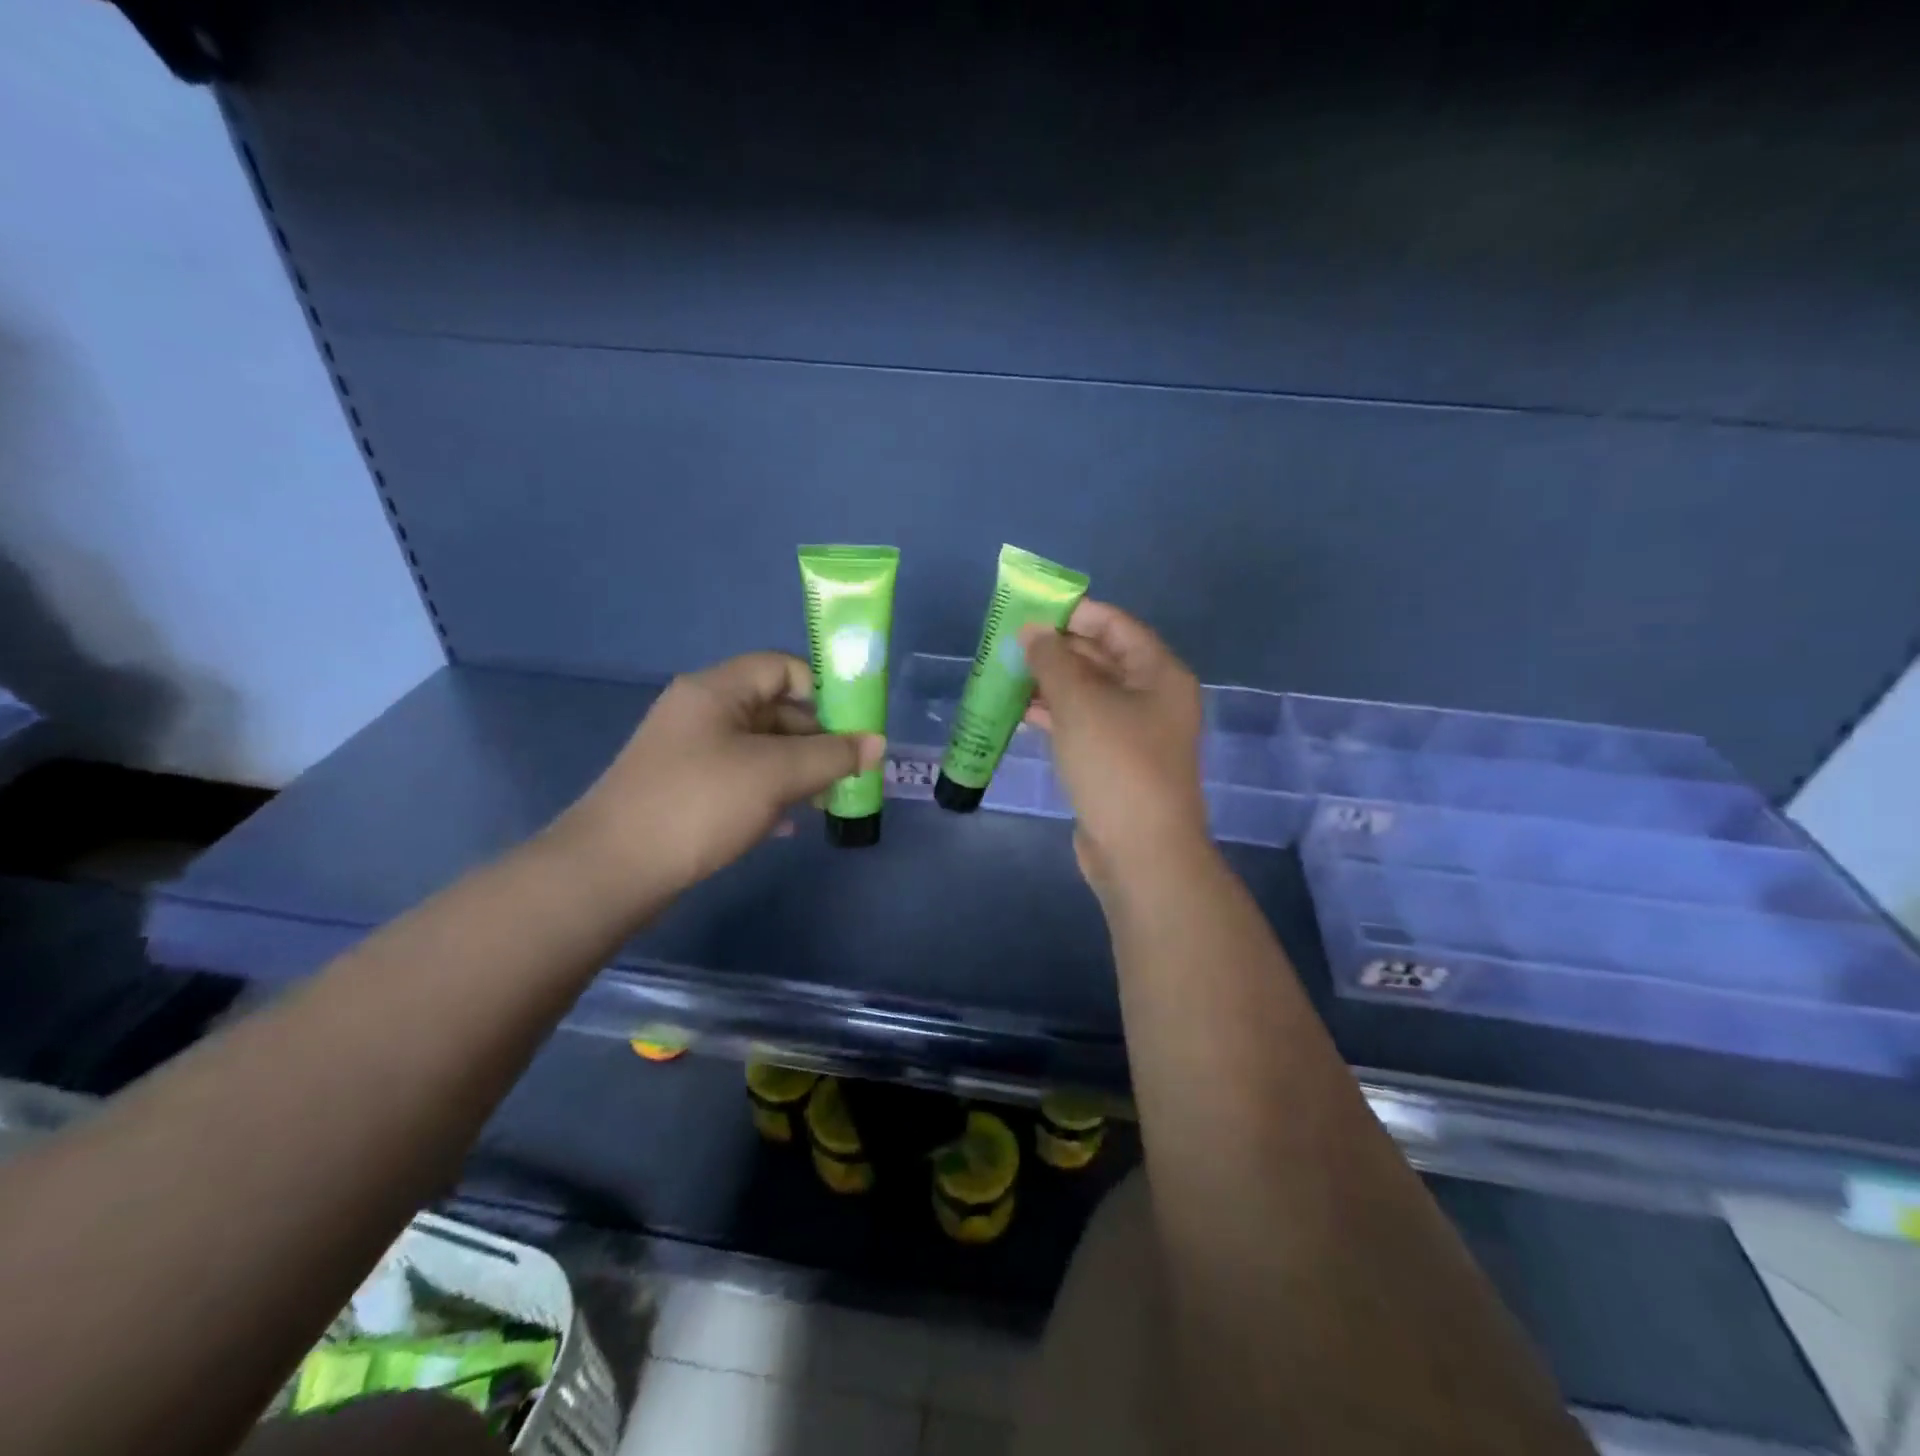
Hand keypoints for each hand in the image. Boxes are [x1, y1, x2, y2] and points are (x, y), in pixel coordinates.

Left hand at [557, 652, 884, 907]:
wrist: (612, 869)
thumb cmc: (700, 803)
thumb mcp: (776, 774)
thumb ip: (831, 755)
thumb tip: (878, 743)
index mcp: (716, 690)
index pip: (781, 667)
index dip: (822, 690)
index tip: (854, 726)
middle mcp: (700, 712)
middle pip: (773, 709)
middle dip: (815, 738)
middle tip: (848, 771)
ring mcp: (688, 753)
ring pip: (758, 748)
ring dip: (796, 770)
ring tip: (825, 800)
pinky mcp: (683, 790)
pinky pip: (738, 779)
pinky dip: (768, 794)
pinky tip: (787, 824)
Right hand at [1021, 600, 1209, 897]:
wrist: (1140, 852)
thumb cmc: (1116, 764)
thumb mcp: (1080, 703)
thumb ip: (1052, 660)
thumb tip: (1032, 630)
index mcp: (1159, 674)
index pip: (1116, 625)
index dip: (1074, 613)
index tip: (1030, 609)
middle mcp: (1152, 698)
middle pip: (1102, 659)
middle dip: (1056, 649)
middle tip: (1009, 643)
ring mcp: (1135, 734)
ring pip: (1088, 695)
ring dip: (1050, 683)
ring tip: (1006, 674)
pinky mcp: (1115, 764)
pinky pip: (1083, 726)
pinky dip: (1055, 716)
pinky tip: (1021, 712)